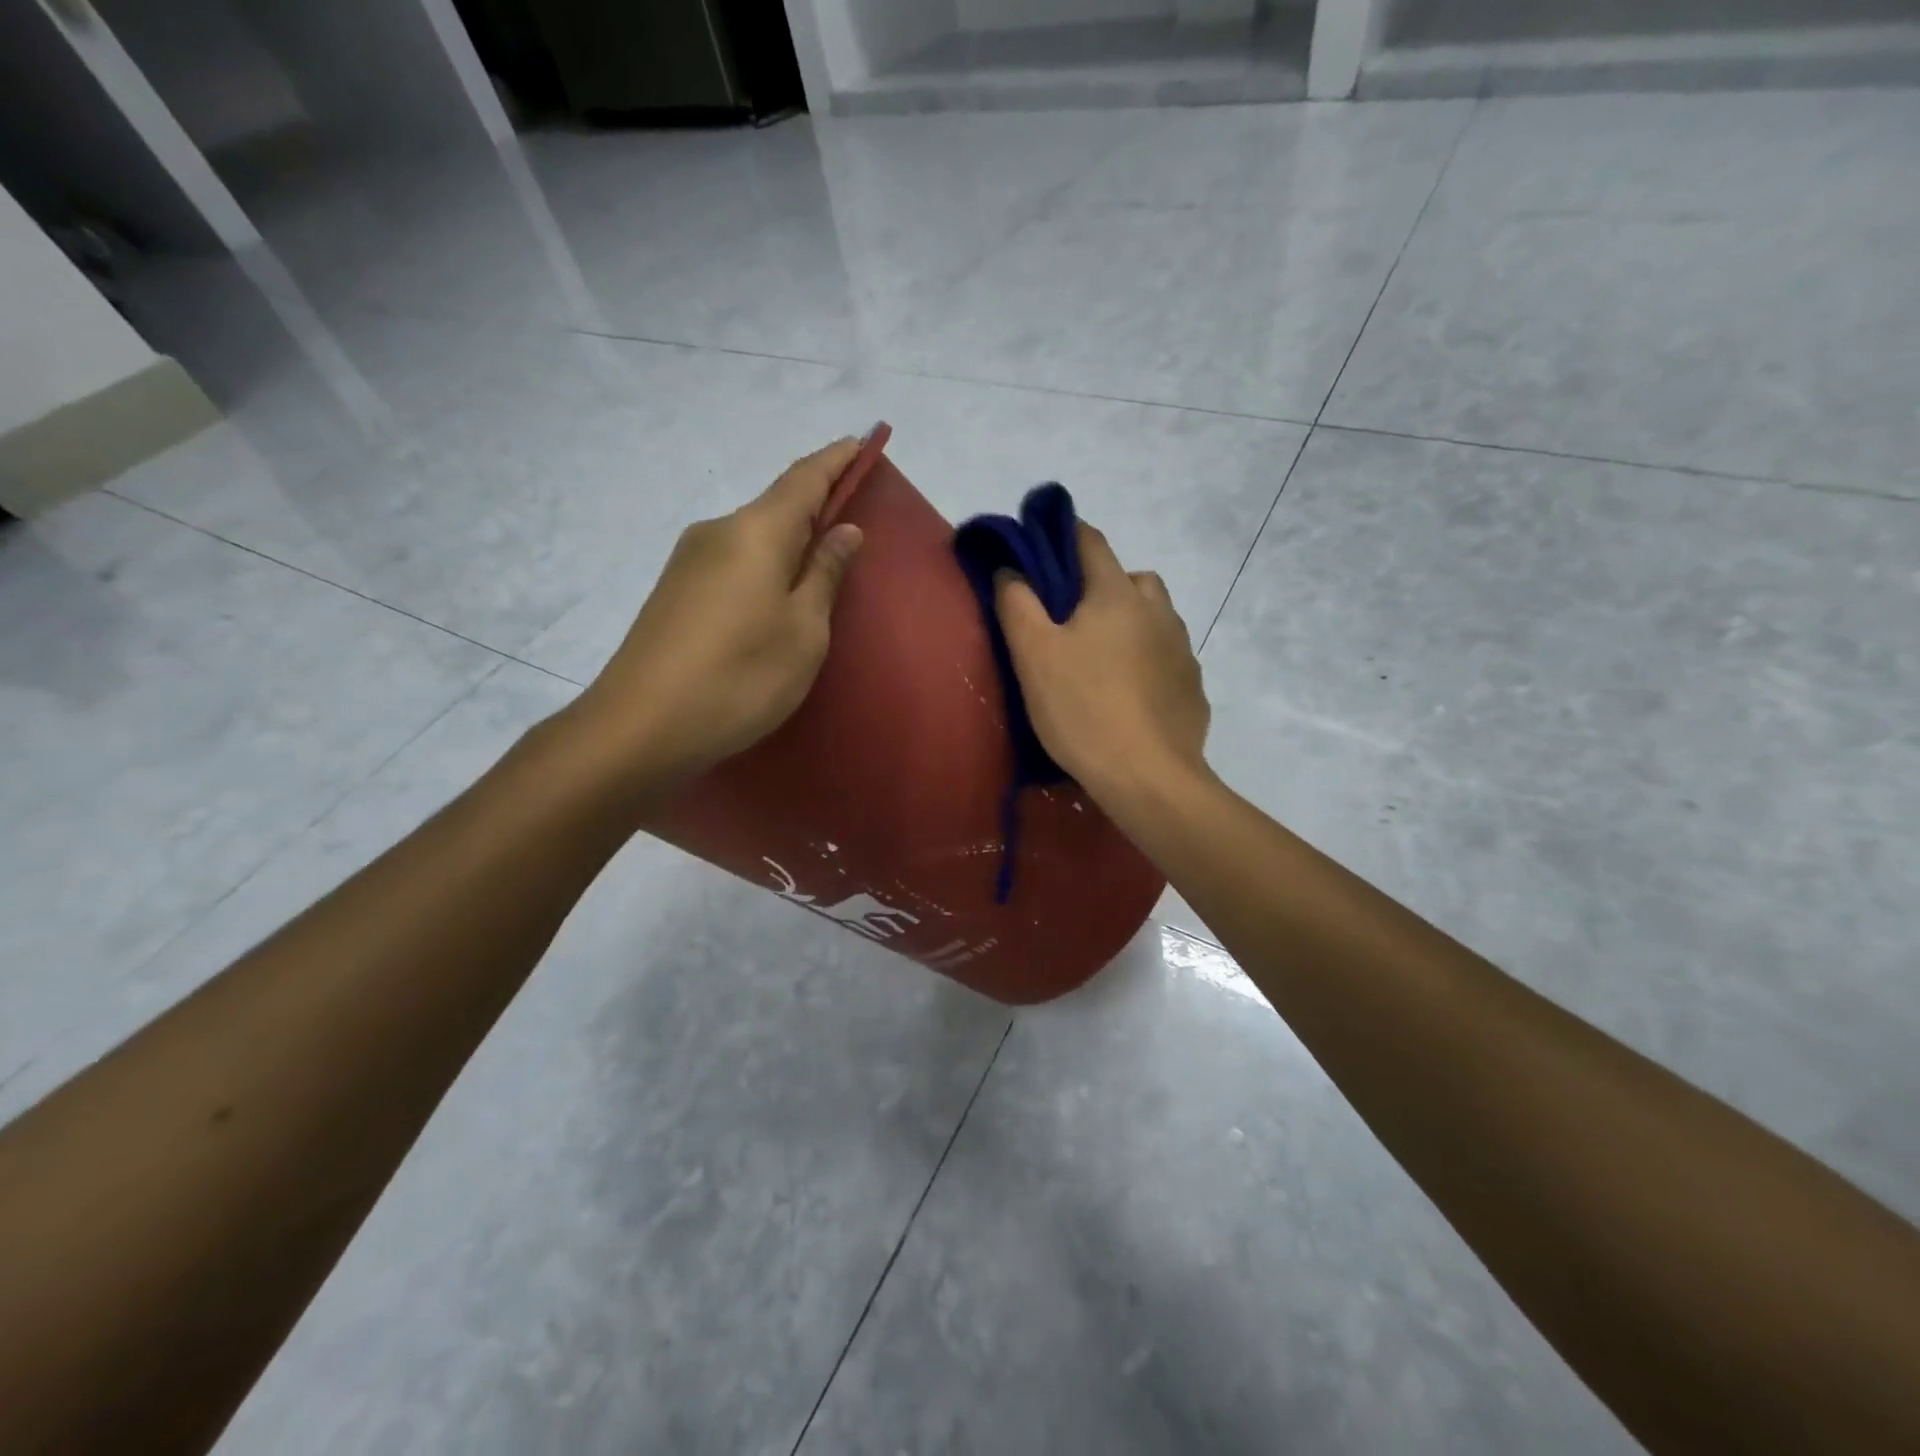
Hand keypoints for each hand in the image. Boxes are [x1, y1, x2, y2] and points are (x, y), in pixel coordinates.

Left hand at [567, 438, 864, 790]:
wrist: (641, 726)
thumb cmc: (741, 676)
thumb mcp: (804, 630)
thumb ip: (824, 574)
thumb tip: (843, 529)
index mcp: (756, 531)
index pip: (804, 478)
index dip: (837, 460)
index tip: (863, 442)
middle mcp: (717, 532)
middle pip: (776, 506)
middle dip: (815, 506)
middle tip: (852, 521)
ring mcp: (688, 561)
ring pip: (752, 538)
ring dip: (789, 542)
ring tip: (818, 568)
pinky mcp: (674, 592)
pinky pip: (733, 563)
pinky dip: (763, 566)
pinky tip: (774, 597)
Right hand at [995, 521, 1210, 809]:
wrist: (1148, 777)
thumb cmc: (1083, 709)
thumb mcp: (1033, 655)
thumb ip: (1016, 603)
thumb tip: (1011, 569)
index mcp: (1117, 594)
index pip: (1090, 541)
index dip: (1062, 536)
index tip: (1039, 551)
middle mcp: (1158, 611)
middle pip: (1130, 578)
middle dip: (1101, 587)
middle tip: (1072, 623)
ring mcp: (1182, 649)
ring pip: (1154, 617)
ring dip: (1130, 623)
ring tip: (1102, 662)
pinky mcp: (1192, 686)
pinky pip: (1166, 656)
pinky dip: (1147, 661)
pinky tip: (1129, 696)